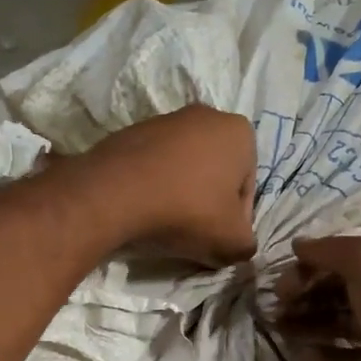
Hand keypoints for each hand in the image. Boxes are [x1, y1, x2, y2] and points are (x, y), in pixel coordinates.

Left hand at [74, 106, 257, 266]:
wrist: (114, 194)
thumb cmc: (187, 211)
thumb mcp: (232, 241)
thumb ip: (246, 244)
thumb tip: (238, 245)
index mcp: (239, 132)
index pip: (246, 189)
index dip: (235, 222)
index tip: (218, 240)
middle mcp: (206, 115)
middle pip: (216, 175)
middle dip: (208, 204)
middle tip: (195, 235)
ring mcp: (165, 120)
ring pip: (184, 169)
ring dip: (180, 195)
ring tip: (165, 224)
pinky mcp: (131, 132)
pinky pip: (153, 167)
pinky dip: (154, 187)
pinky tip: (143, 210)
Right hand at [274, 235, 360, 360]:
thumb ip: (327, 250)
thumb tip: (298, 244)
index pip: (344, 256)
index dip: (309, 266)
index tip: (282, 284)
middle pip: (339, 289)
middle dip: (305, 298)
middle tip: (277, 311)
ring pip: (340, 322)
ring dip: (308, 327)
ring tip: (282, 335)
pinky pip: (348, 355)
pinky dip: (324, 356)